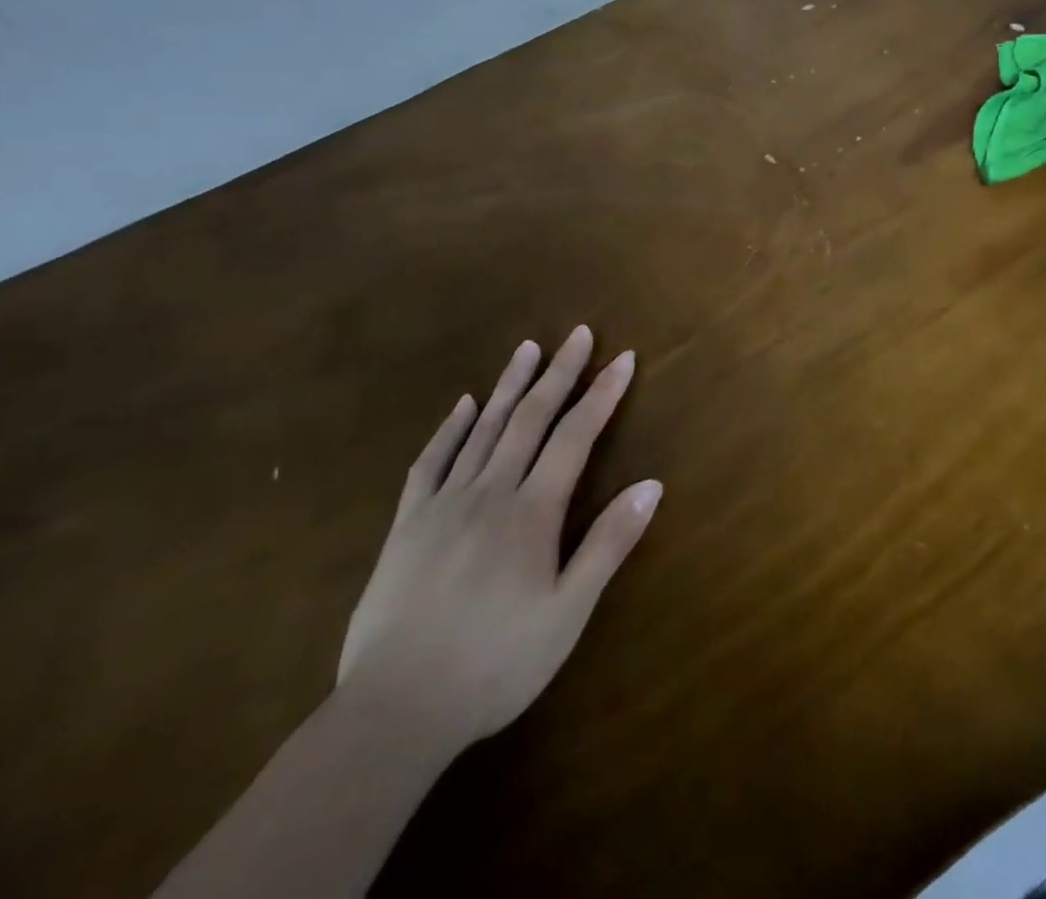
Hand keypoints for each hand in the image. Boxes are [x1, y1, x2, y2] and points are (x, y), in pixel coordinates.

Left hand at [337, 327, 660, 750]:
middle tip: (577, 334)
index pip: (576, 435)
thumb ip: (608, 543)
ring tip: (527, 348)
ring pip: (483, 429)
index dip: (602, 394)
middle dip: (559, 372)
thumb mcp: (568, 612)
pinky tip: (463, 405)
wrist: (393, 711)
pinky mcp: (407, 525)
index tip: (623, 358)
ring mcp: (443, 505)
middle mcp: (490, 492)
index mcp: (532, 511)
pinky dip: (450, 428)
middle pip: (530, 418)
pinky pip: (431, 462)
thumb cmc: (496, 663)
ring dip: (510, 385)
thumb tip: (652, 484)